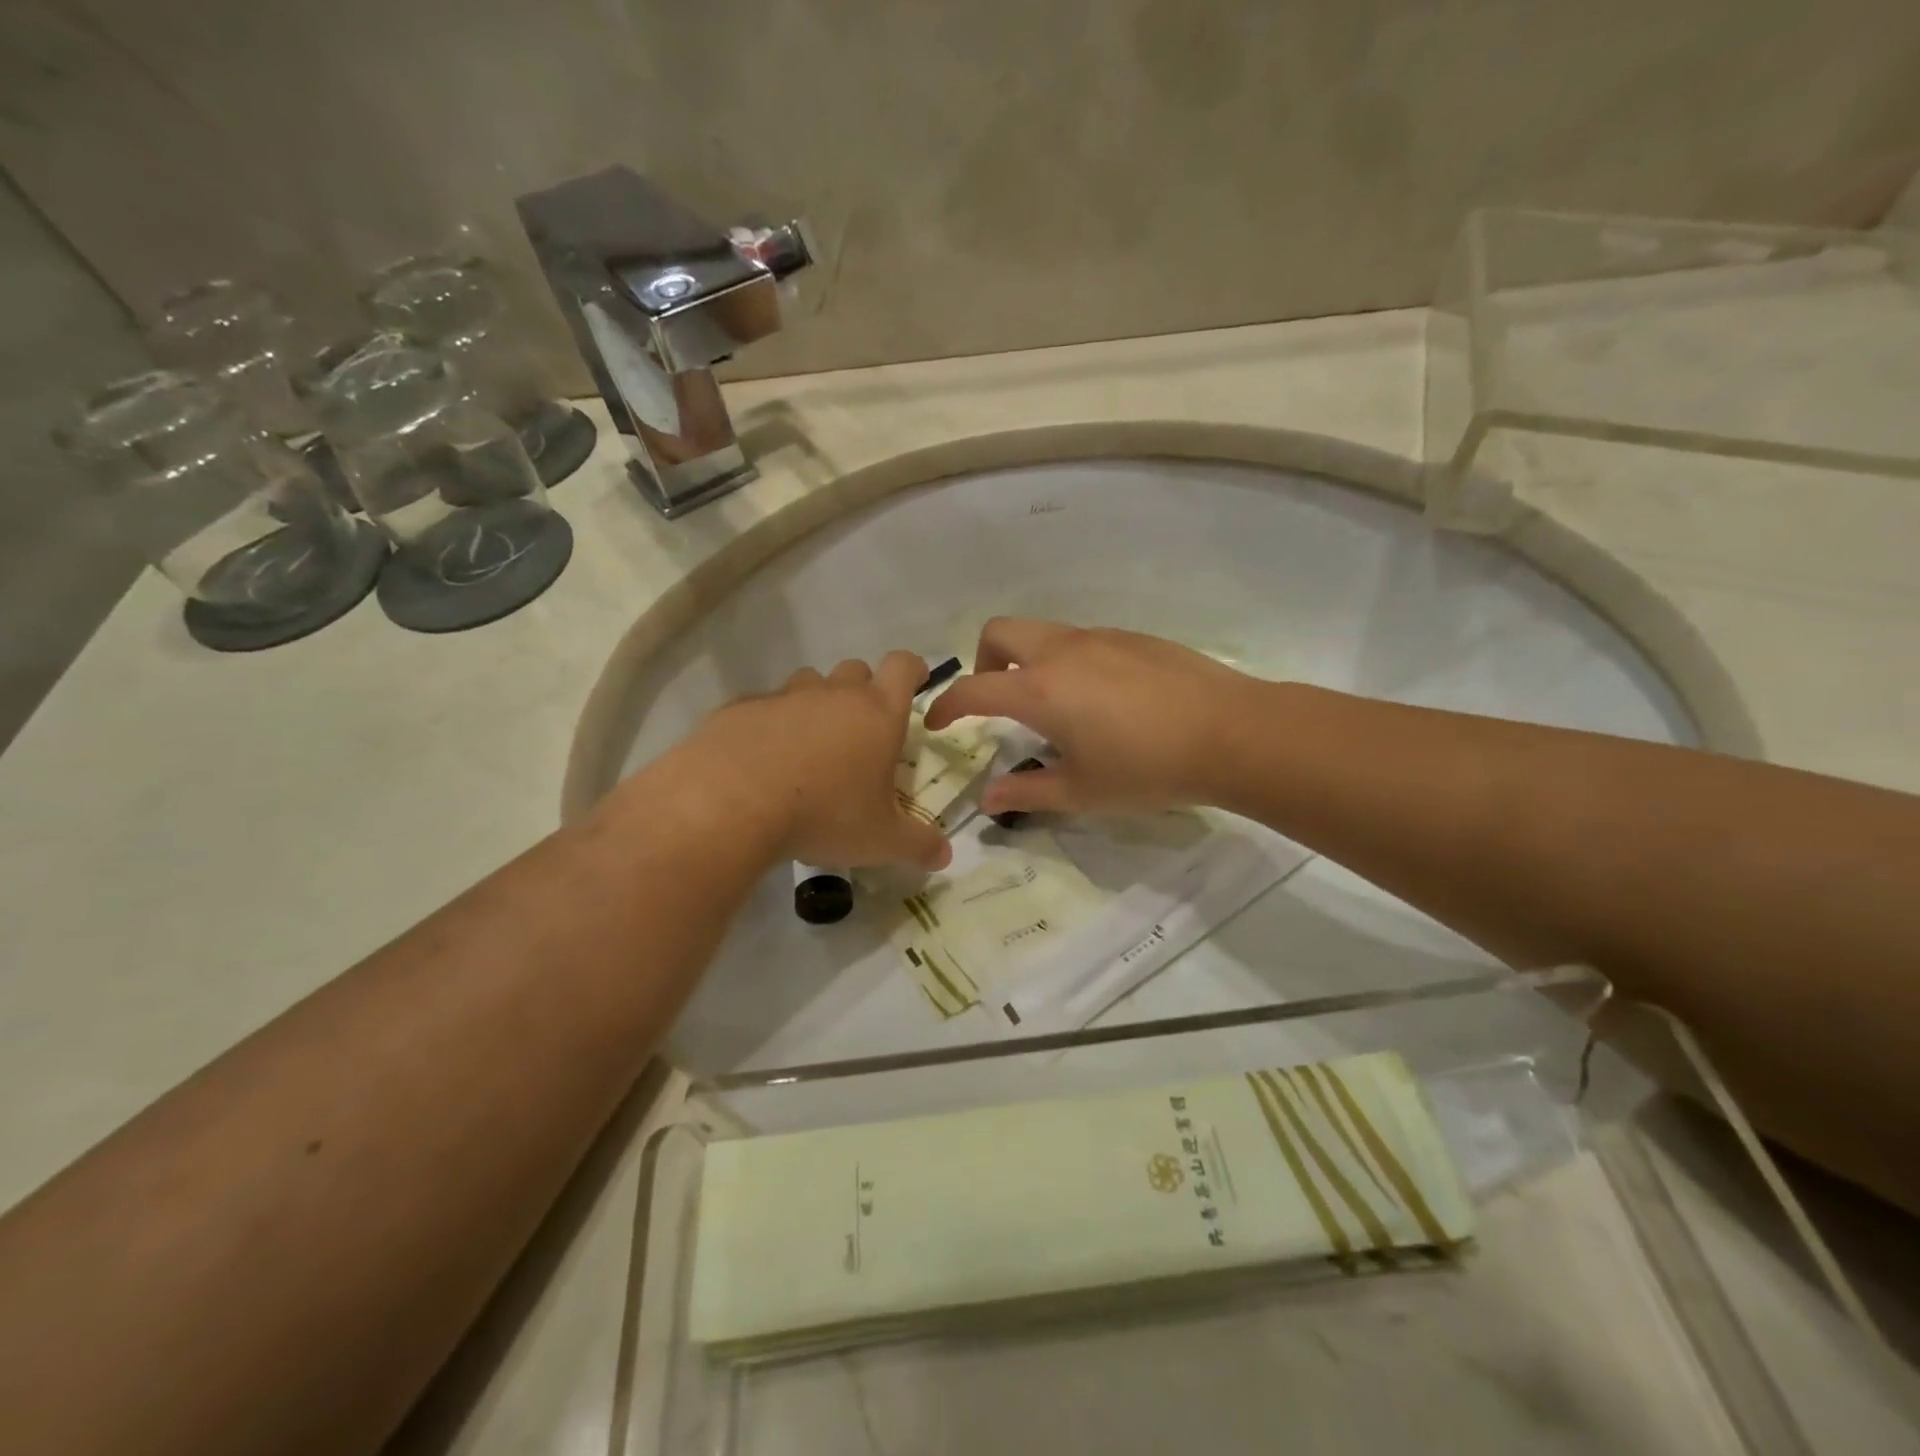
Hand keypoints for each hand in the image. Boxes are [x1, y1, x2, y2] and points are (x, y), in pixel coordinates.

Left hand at [678, 652, 952, 871]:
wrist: (730, 803)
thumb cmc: (823, 814)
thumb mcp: (879, 840)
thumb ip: (917, 845)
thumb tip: (945, 856)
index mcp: (876, 714)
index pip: (903, 667)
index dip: (913, 669)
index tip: (917, 681)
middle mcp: (832, 694)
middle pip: (855, 670)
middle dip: (863, 691)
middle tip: (861, 731)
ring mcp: (783, 697)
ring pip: (809, 684)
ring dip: (816, 705)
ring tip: (810, 747)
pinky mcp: (740, 709)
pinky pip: (765, 707)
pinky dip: (771, 724)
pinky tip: (762, 761)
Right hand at [923, 619, 1260, 817]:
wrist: (1231, 733)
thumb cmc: (1148, 769)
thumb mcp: (1082, 792)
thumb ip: (1027, 792)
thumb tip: (990, 799)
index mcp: (1040, 690)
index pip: (973, 689)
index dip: (945, 706)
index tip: (936, 723)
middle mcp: (1061, 652)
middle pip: (999, 632)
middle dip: (983, 662)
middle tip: (997, 701)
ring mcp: (1099, 637)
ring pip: (1042, 632)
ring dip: (1027, 659)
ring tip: (1052, 704)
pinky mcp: (1132, 637)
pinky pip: (1081, 639)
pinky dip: (1067, 660)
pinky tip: (1101, 699)